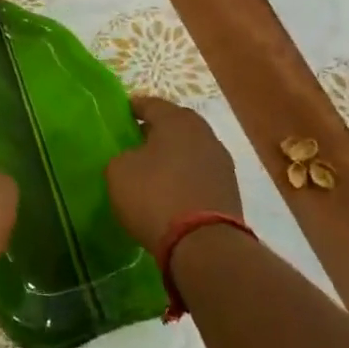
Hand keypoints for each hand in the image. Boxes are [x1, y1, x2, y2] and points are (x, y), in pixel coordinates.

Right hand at [106, 97, 241, 257]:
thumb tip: (133, 158)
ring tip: (152, 169)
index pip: (151, 104)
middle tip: (135, 142)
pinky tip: (170, 190)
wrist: (202, 243)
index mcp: (176, 120)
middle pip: (176, 124)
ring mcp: (221, 162)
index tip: (120, 115)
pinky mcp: (229, 190)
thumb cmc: (154, 195)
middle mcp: (203, 133)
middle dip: (156, 131)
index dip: (133, 108)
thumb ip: (123, 156)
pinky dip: (185, 177)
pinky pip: (199, 173)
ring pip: (190, 149)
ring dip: (173, 155)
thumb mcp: (119, 171)